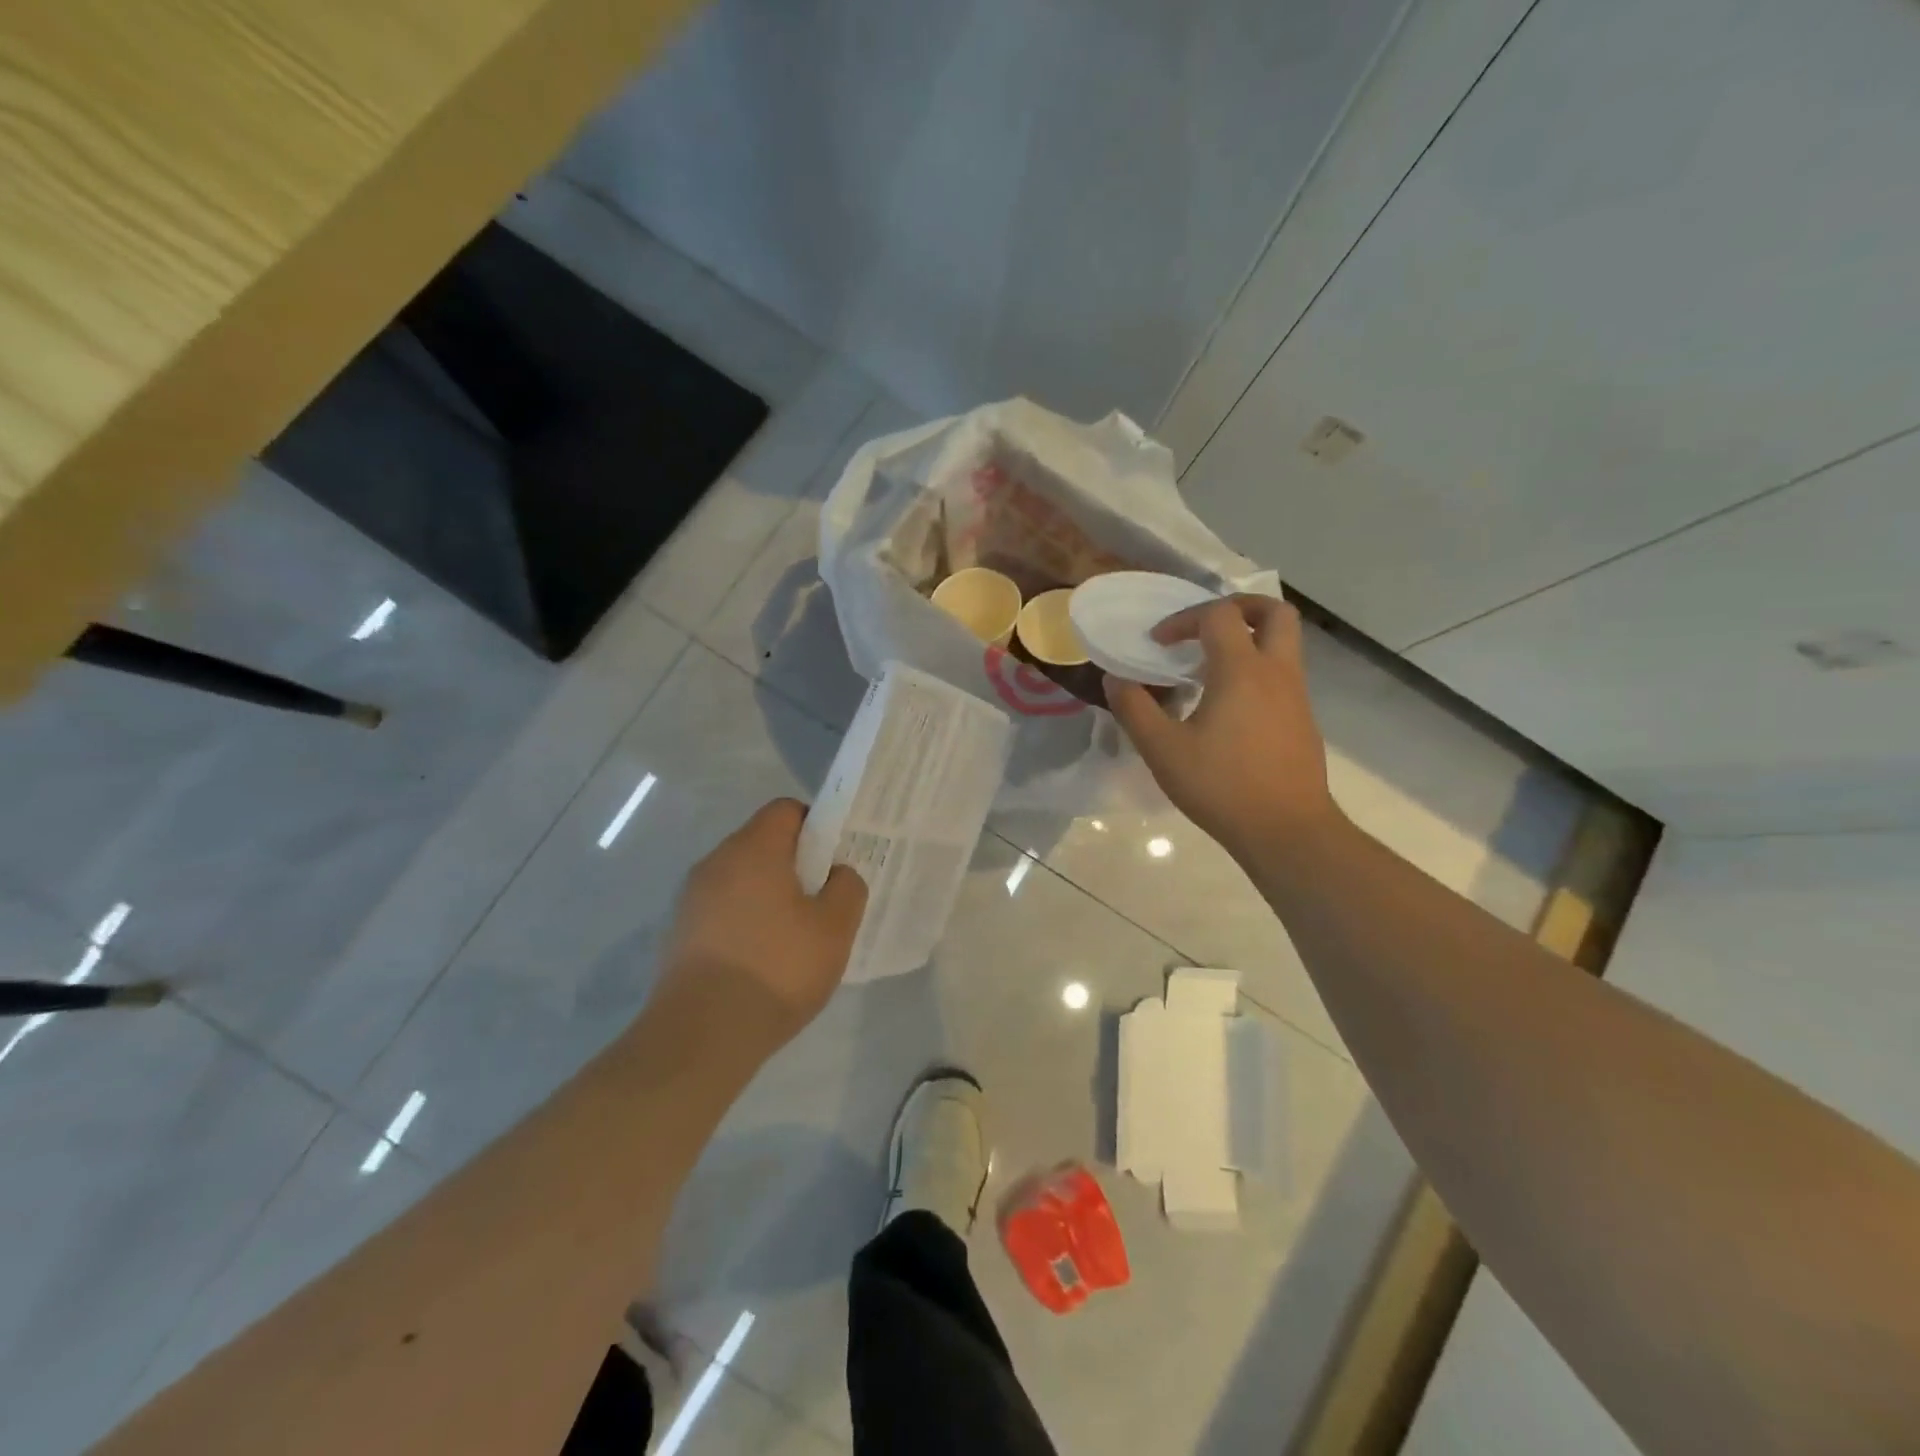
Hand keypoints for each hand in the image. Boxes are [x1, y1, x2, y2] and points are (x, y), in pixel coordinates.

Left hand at [661, 799, 867, 1046]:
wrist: (701, 1035)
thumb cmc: (777, 968)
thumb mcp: (835, 928)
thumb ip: (847, 888)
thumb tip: (836, 874)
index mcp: (753, 849)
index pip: (785, 810)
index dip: (816, 826)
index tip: (834, 859)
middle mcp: (715, 863)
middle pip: (762, 843)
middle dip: (795, 864)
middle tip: (823, 899)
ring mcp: (691, 899)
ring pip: (741, 878)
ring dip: (769, 894)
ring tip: (795, 935)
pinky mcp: (679, 933)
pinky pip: (723, 909)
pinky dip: (746, 920)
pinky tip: (763, 959)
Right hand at [1104, 595, 1339, 861]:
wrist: (1287, 830)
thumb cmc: (1221, 786)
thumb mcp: (1163, 750)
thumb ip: (1134, 709)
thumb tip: (1114, 679)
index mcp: (1241, 671)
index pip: (1218, 616)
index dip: (1184, 619)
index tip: (1158, 643)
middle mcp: (1276, 672)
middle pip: (1274, 613)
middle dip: (1239, 607)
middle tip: (1206, 626)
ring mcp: (1296, 696)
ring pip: (1284, 643)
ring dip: (1249, 640)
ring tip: (1210, 667)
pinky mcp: (1302, 720)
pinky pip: (1283, 675)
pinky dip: (1257, 670)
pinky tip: (1228, 707)